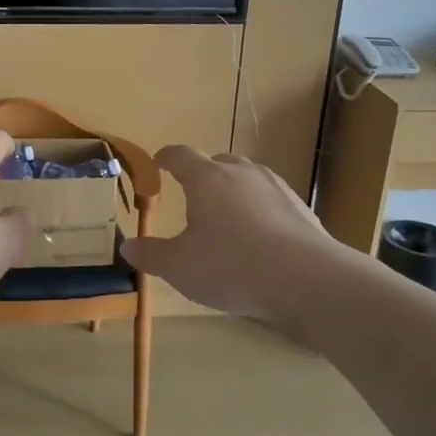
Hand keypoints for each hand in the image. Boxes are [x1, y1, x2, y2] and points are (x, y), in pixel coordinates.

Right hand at [121, 147, 344, 320]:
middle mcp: (242, 174)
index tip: (159, 162)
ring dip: (234, 191)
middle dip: (203, 174)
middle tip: (193, 193)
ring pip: (248, 179)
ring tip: (226, 216)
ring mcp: (276, 188)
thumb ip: (151, 255)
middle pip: (218, 162)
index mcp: (207, 179)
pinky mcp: (301, 209)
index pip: (181, 156)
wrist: (307, 280)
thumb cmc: (231, 266)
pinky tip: (259, 238)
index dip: (167, 158)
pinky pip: (271, 201)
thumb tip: (128, 247)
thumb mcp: (179, 267)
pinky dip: (259, 211)